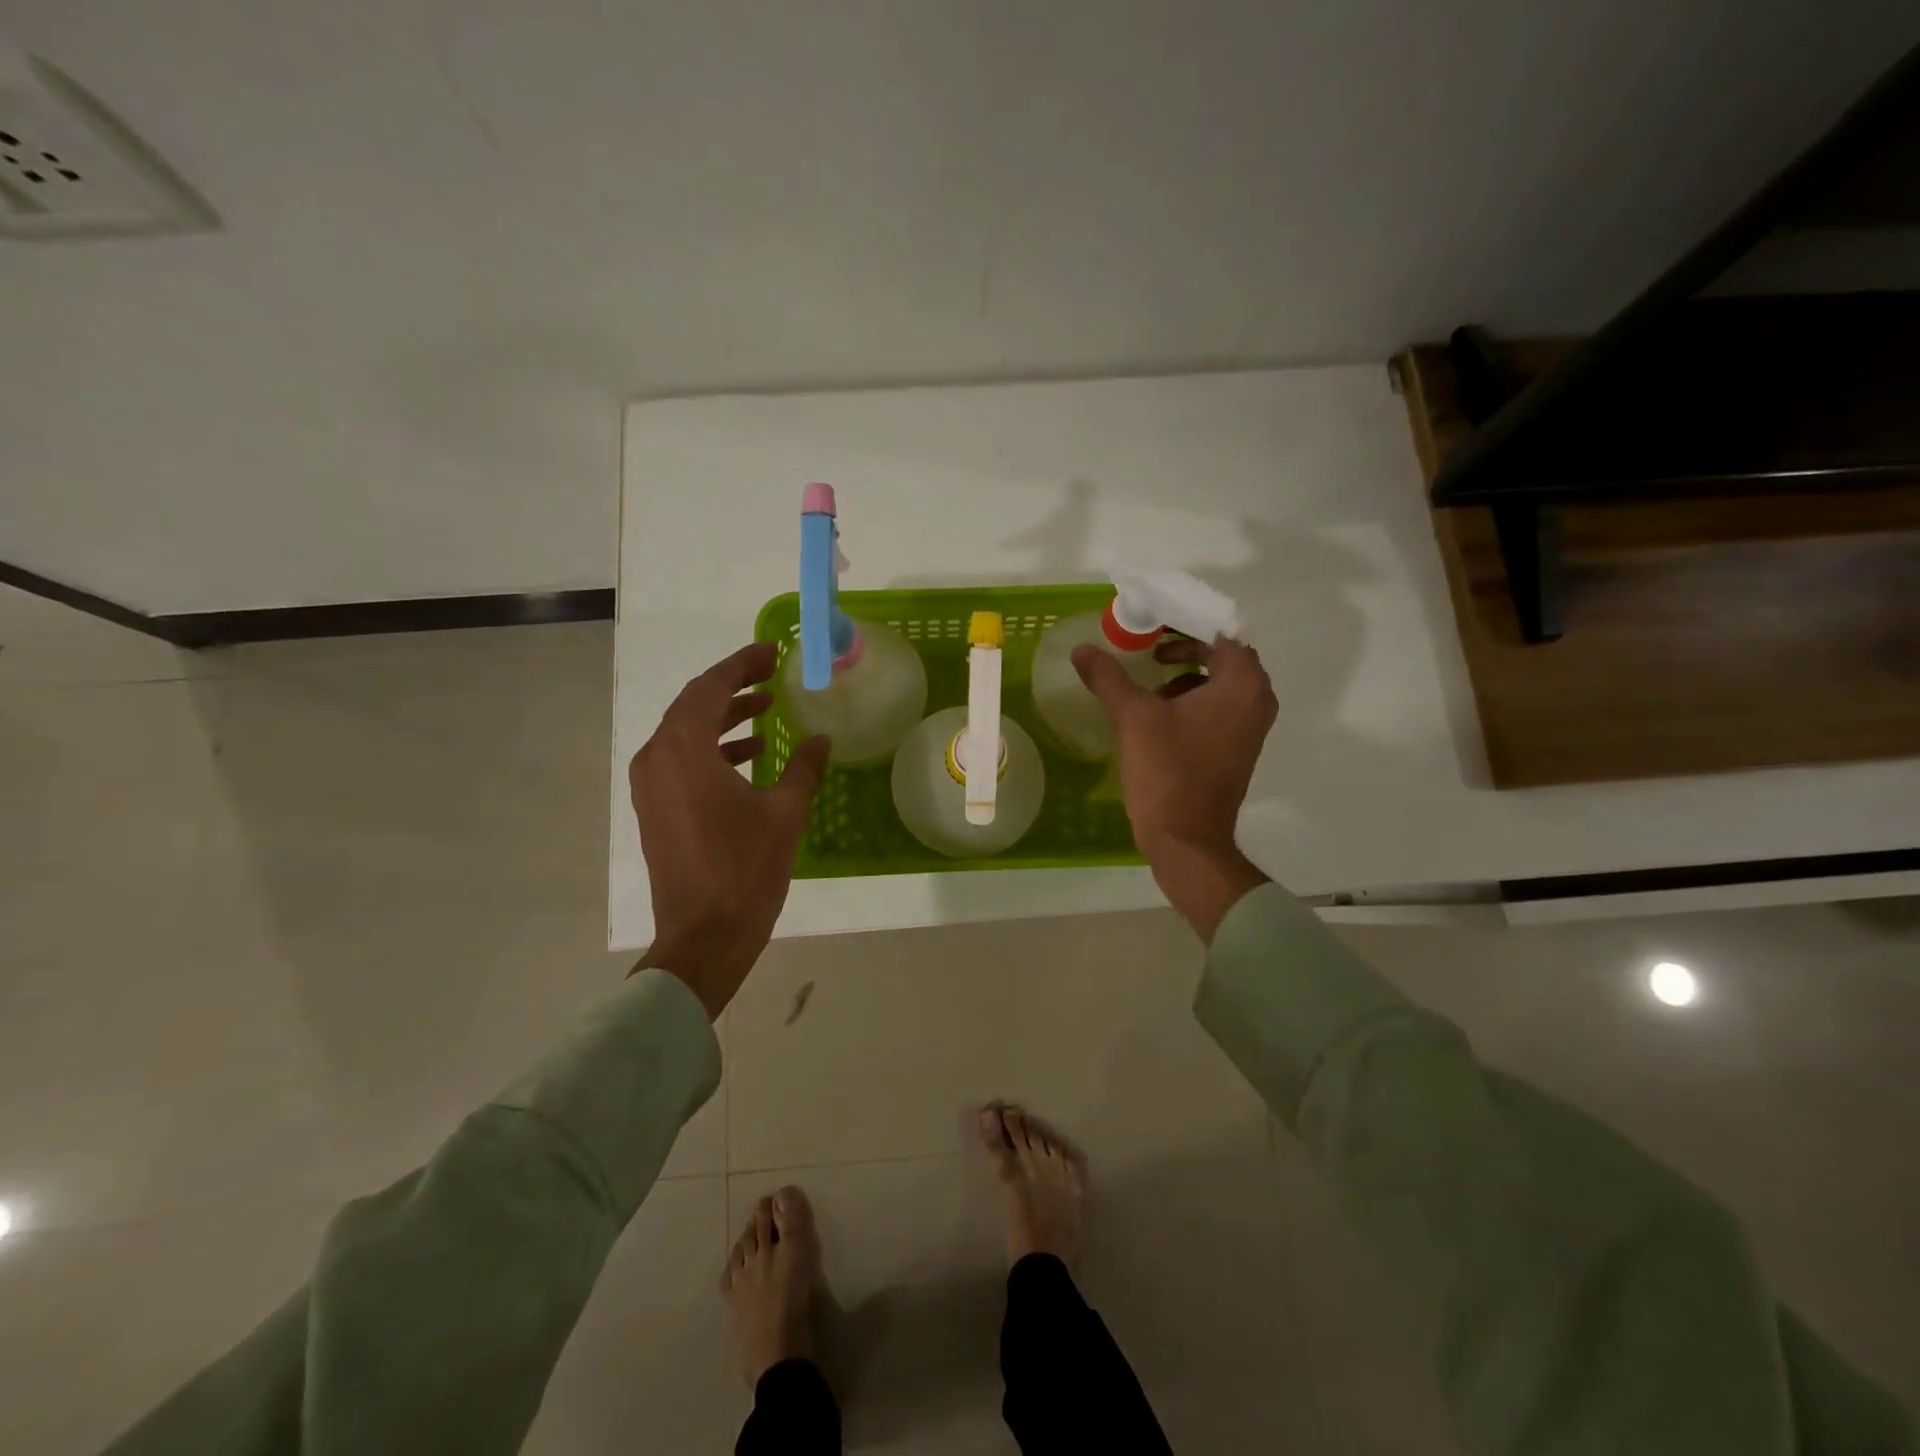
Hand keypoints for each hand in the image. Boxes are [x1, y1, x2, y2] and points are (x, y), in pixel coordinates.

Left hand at [630, 644, 829, 1016]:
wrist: (704, 936)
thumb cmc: (744, 869)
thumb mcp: (784, 813)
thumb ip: (803, 768)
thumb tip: (820, 739)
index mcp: (683, 751)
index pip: (709, 688)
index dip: (741, 665)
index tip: (770, 652)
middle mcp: (657, 760)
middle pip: (693, 707)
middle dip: (732, 688)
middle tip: (770, 675)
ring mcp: (652, 787)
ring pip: (686, 735)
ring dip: (724, 719)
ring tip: (765, 711)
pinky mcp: (657, 810)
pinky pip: (682, 762)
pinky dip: (714, 750)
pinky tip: (750, 758)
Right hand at [1072, 637, 1276, 942]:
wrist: (1187, 839)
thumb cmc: (1167, 771)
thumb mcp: (1133, 717)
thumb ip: (1109, 677)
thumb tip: (1082, 649)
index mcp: (1242, 684)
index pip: (1219, 633)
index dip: (1184, 625)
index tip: (1152, 623)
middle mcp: (1257, 700)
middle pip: (1223, 657)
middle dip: (1185, 649)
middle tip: (1148, 648)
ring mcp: (1250, 728)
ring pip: (1221, 684)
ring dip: (1188, 676)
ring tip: (1150, 681)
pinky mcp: (1238, 749)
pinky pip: (1219, 709)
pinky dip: (1194, 701)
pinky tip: (1159, 715)